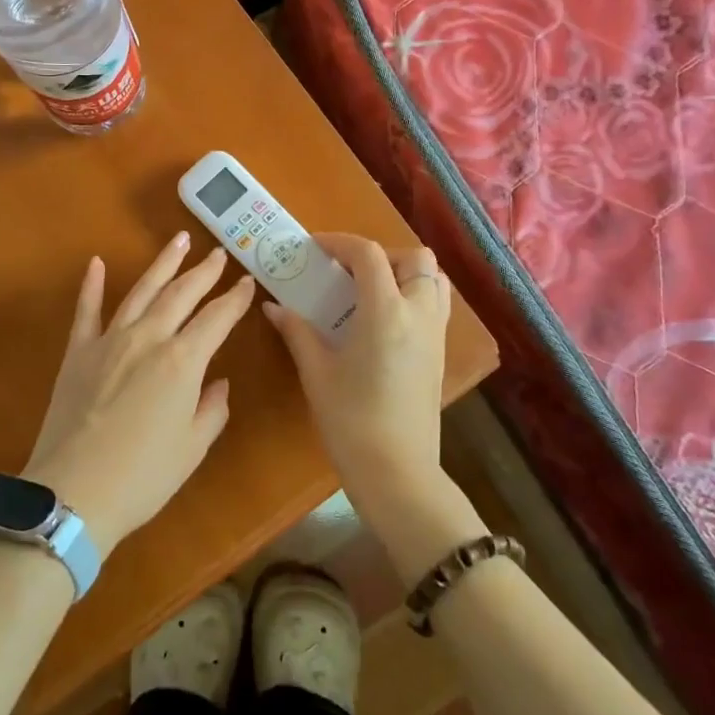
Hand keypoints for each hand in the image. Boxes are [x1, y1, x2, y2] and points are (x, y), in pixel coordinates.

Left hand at [22, 233, 255, 551]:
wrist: (73, 492)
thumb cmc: (143, 476)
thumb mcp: (192, 449)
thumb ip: (212, 410)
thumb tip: (218, 384)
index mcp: (183, 362)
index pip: (217, 319)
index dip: (236, 299)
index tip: (248, 282)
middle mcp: (148, 339)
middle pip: (182, 295)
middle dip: (204, 272)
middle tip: (218, 252)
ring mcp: (109, 341)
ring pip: (142, 291)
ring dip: (163, 264)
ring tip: (179, 240)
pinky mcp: (77, 352)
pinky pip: (87, 310)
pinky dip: (92, 285)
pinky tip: (97, 263)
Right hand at [263, 234, 451, 503]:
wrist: (396, 471)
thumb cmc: (350, 420)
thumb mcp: (317, 372)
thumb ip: (297, 331)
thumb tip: (274, 307)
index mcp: (386, 312)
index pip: (368, 254)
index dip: (339, 243)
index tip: (314, 249)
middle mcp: (419, 313)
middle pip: (414, 258)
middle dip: (380, 254)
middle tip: (348, 272)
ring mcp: (436, 333)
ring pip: (433, 279)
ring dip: (404, 272)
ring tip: (369, 290)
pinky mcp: (440, 353)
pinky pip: (436, 304)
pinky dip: (415, 294)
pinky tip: (384, 320)